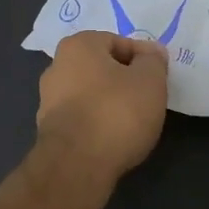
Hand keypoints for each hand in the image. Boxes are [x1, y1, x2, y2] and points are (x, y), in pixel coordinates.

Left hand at [35, 31, 168, 184]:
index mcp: (78, 45)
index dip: (143, 59)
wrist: (76, 165)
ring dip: (111, 103)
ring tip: (133, 122)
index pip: (118, 42)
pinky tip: (113, 138)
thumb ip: (153, 61)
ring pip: (91, 94)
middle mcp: (57, 66)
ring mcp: (48, 100)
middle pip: (102, 68)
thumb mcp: (150, 80)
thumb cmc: (116, 112)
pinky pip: (82, 118)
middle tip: (148, 99)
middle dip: (125, 80)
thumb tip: (151, 52)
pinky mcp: (49, 130)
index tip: (159, 78)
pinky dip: (98, 123)